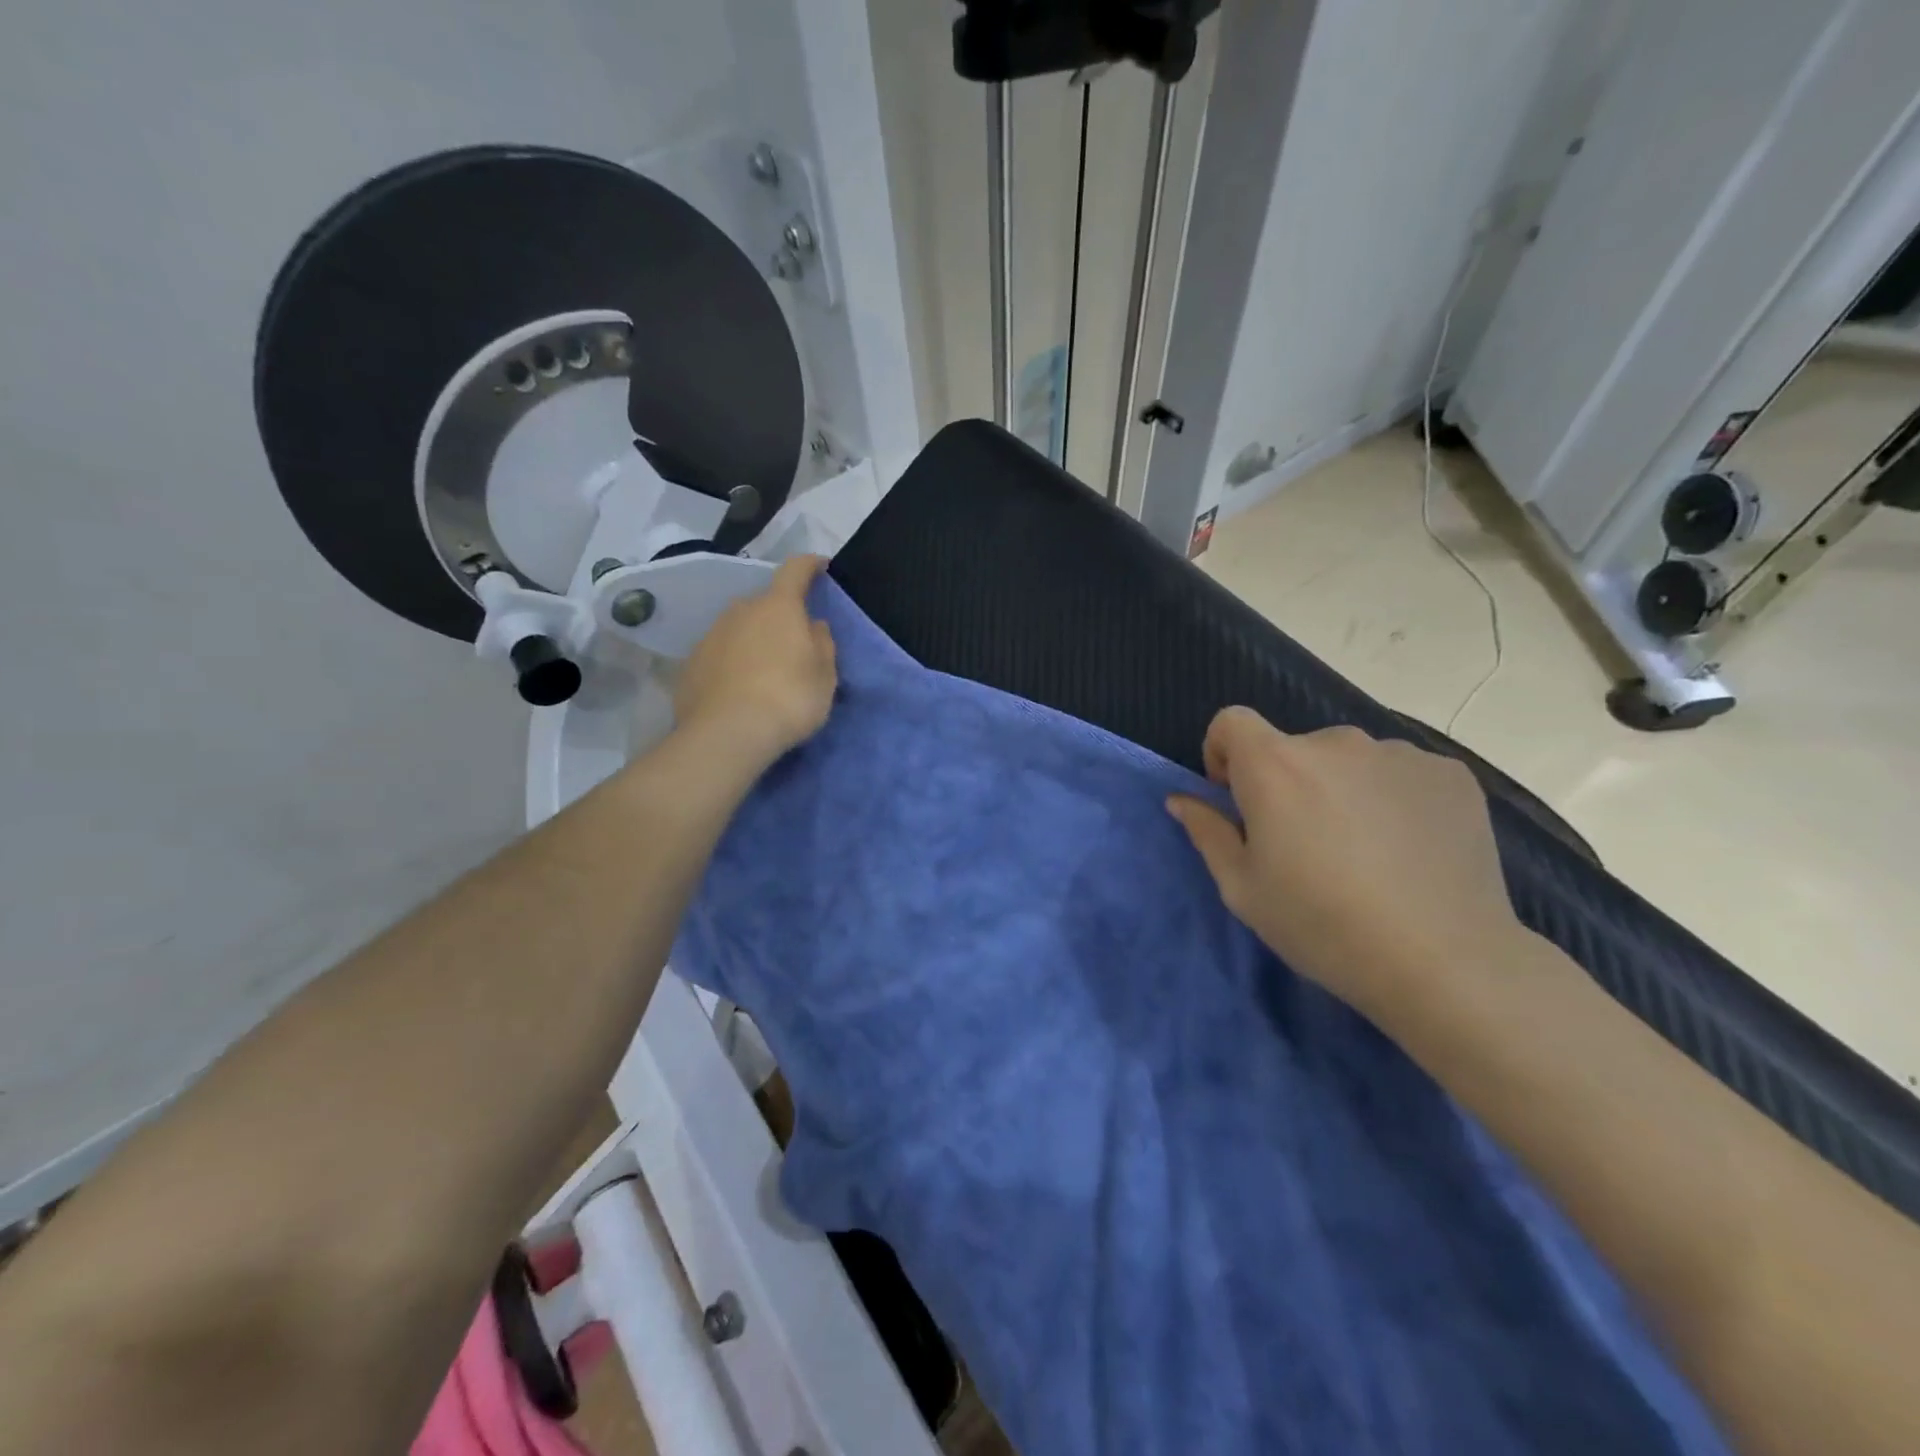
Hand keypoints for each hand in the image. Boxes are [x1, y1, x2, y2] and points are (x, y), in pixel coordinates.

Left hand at [673, 554, 837, 774]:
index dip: (810, 565)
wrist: (727, 734)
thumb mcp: (824, 676)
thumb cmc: (789, 698)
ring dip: (754, 640)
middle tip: (794, 642)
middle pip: (764, 603)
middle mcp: (740, 611)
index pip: (795, 570)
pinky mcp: (690, 664)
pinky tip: (739, 690)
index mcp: (778, 607)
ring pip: (739, 628)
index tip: (821, 565)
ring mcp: (710, 636)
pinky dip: (732, 663)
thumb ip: (822, 644)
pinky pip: (720, 654)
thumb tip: (813, 625)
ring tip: (765, 670)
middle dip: (780, 615)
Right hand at [1166, 708, 1521, 1021]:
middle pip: (1293, 747)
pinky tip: (1409, 850)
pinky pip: (1400, 774)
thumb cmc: (1321, 924)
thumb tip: (1182, 799)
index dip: (1224, 753)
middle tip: (1305, 843)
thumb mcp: (1242, 888)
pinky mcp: (1450, 774)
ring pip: (1350, 761)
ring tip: (1365, 851)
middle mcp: (1335, 742)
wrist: (1443, 961)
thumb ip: (1207, 831)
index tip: (1237, 798)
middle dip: (1287, 782)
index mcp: (1275, 764)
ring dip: (1342, 789)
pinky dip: (1392, 798)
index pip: (1232, 721)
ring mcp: (1399, 754)